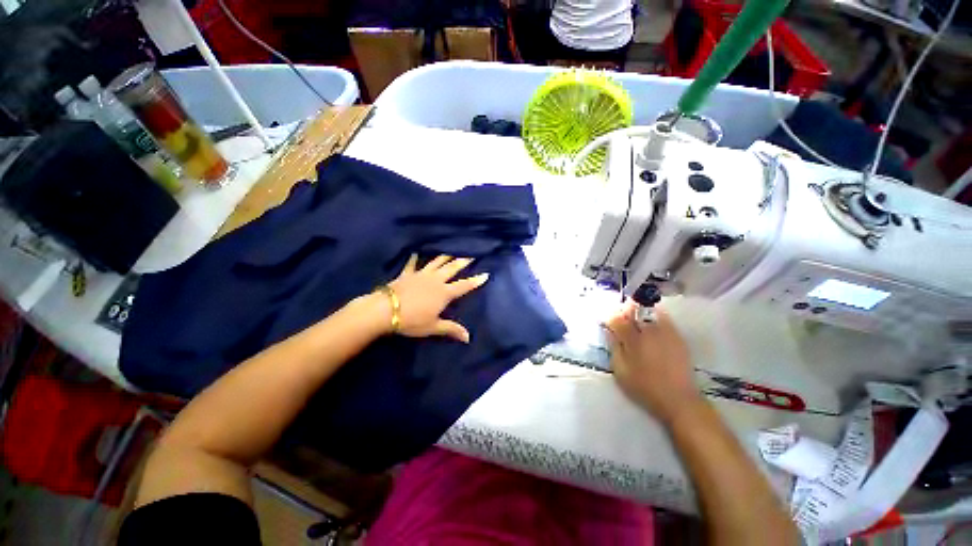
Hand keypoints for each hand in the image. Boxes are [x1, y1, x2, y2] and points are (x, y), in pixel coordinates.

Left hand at [385, 254, 488, 342]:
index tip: (486, 274)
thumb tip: (468, 338)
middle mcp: (435, 280)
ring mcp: (421, 274)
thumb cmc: (412, 320)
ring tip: (451, 252)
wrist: (385, 310)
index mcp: (444, 293)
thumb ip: (451, 329)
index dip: (475, 281)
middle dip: (463, 262)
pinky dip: (414, 259)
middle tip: (471, 255)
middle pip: (452, 268)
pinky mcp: (407, 274)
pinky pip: (412, 264)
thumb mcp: (433, 327)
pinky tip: (415, 253)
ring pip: (436, 262)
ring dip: (445, 257)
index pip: (464, 286)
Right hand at [605, 302, 703, 425]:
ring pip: (649, 311)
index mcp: (632, 340)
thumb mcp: (621, 371)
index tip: (607, 320)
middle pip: (633, 310)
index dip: (610, 317)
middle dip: (624, 309)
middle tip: (619, 314)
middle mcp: (648, 331)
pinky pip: (664, 317)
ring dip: (638, 309)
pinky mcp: (677, 336)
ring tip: (634, 315)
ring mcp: (664, 332)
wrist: (678, 399)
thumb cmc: (644, 387)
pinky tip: (651, 321)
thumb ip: (614, 348)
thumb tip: (611, 332)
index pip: (617, 319)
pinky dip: (654, 314)